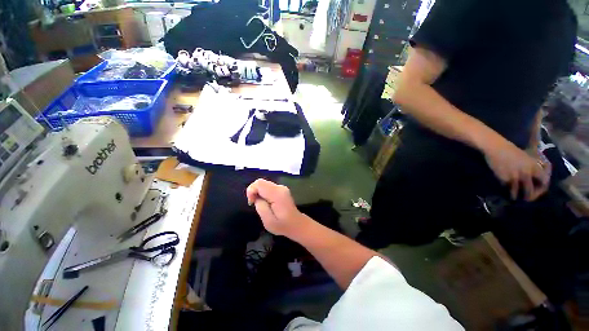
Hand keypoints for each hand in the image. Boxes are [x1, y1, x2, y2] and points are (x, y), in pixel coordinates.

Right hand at [246, 179, 306, 236]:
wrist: (296, 224)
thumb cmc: (282, 225)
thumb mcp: (268, 221)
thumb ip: (260, 207)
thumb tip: (256, 197)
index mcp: (277, 194)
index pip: (259, 183)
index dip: (251, 190)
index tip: (251, 202)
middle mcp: (280, 187)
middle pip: (261, 182)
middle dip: (254, 192)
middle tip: (254, 204)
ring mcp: (282, 187)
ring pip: (264, 184)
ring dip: (258, 193)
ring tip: (260, 204)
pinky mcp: (282, 189)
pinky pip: (268, 187)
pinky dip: (263, 193)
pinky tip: (266, 202)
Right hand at [483, 137, 550, 200]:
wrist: (495, 148)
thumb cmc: (512, 150)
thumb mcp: (528, 156)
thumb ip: (535, 165)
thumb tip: (543, 173)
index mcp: (534, 167)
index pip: (544, 182)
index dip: (542, 189)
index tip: (539, 191)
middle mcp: (526, 173)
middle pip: (530, 191)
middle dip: (528, 197)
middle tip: (526, 199)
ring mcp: (514, 177)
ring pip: (516, 192)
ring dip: (515, 196)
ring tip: (514, 197)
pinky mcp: (503, 178)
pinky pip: (506, 187)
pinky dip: (506, 189)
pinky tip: (504, 189)